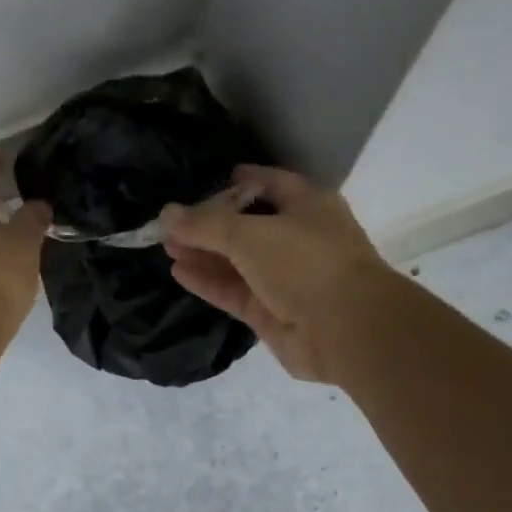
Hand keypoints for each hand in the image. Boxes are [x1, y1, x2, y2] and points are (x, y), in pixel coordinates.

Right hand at [160, 166, 391, 382]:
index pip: (269, 184)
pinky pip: (234, 291)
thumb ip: (204, 224)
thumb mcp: (249, 234)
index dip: (238, 182)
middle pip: (248, 226)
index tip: (206, 183)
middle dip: (211, 224)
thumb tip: (166, 214)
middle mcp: (298, 239)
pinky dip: (209, 281)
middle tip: (171, 224)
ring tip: (167, 247)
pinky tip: (179, 271)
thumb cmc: (305, 263)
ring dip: (205, 254)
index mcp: (307, 206)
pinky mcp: (272, 313)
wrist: (345, 329)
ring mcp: (286, 279)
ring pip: (238, 262)